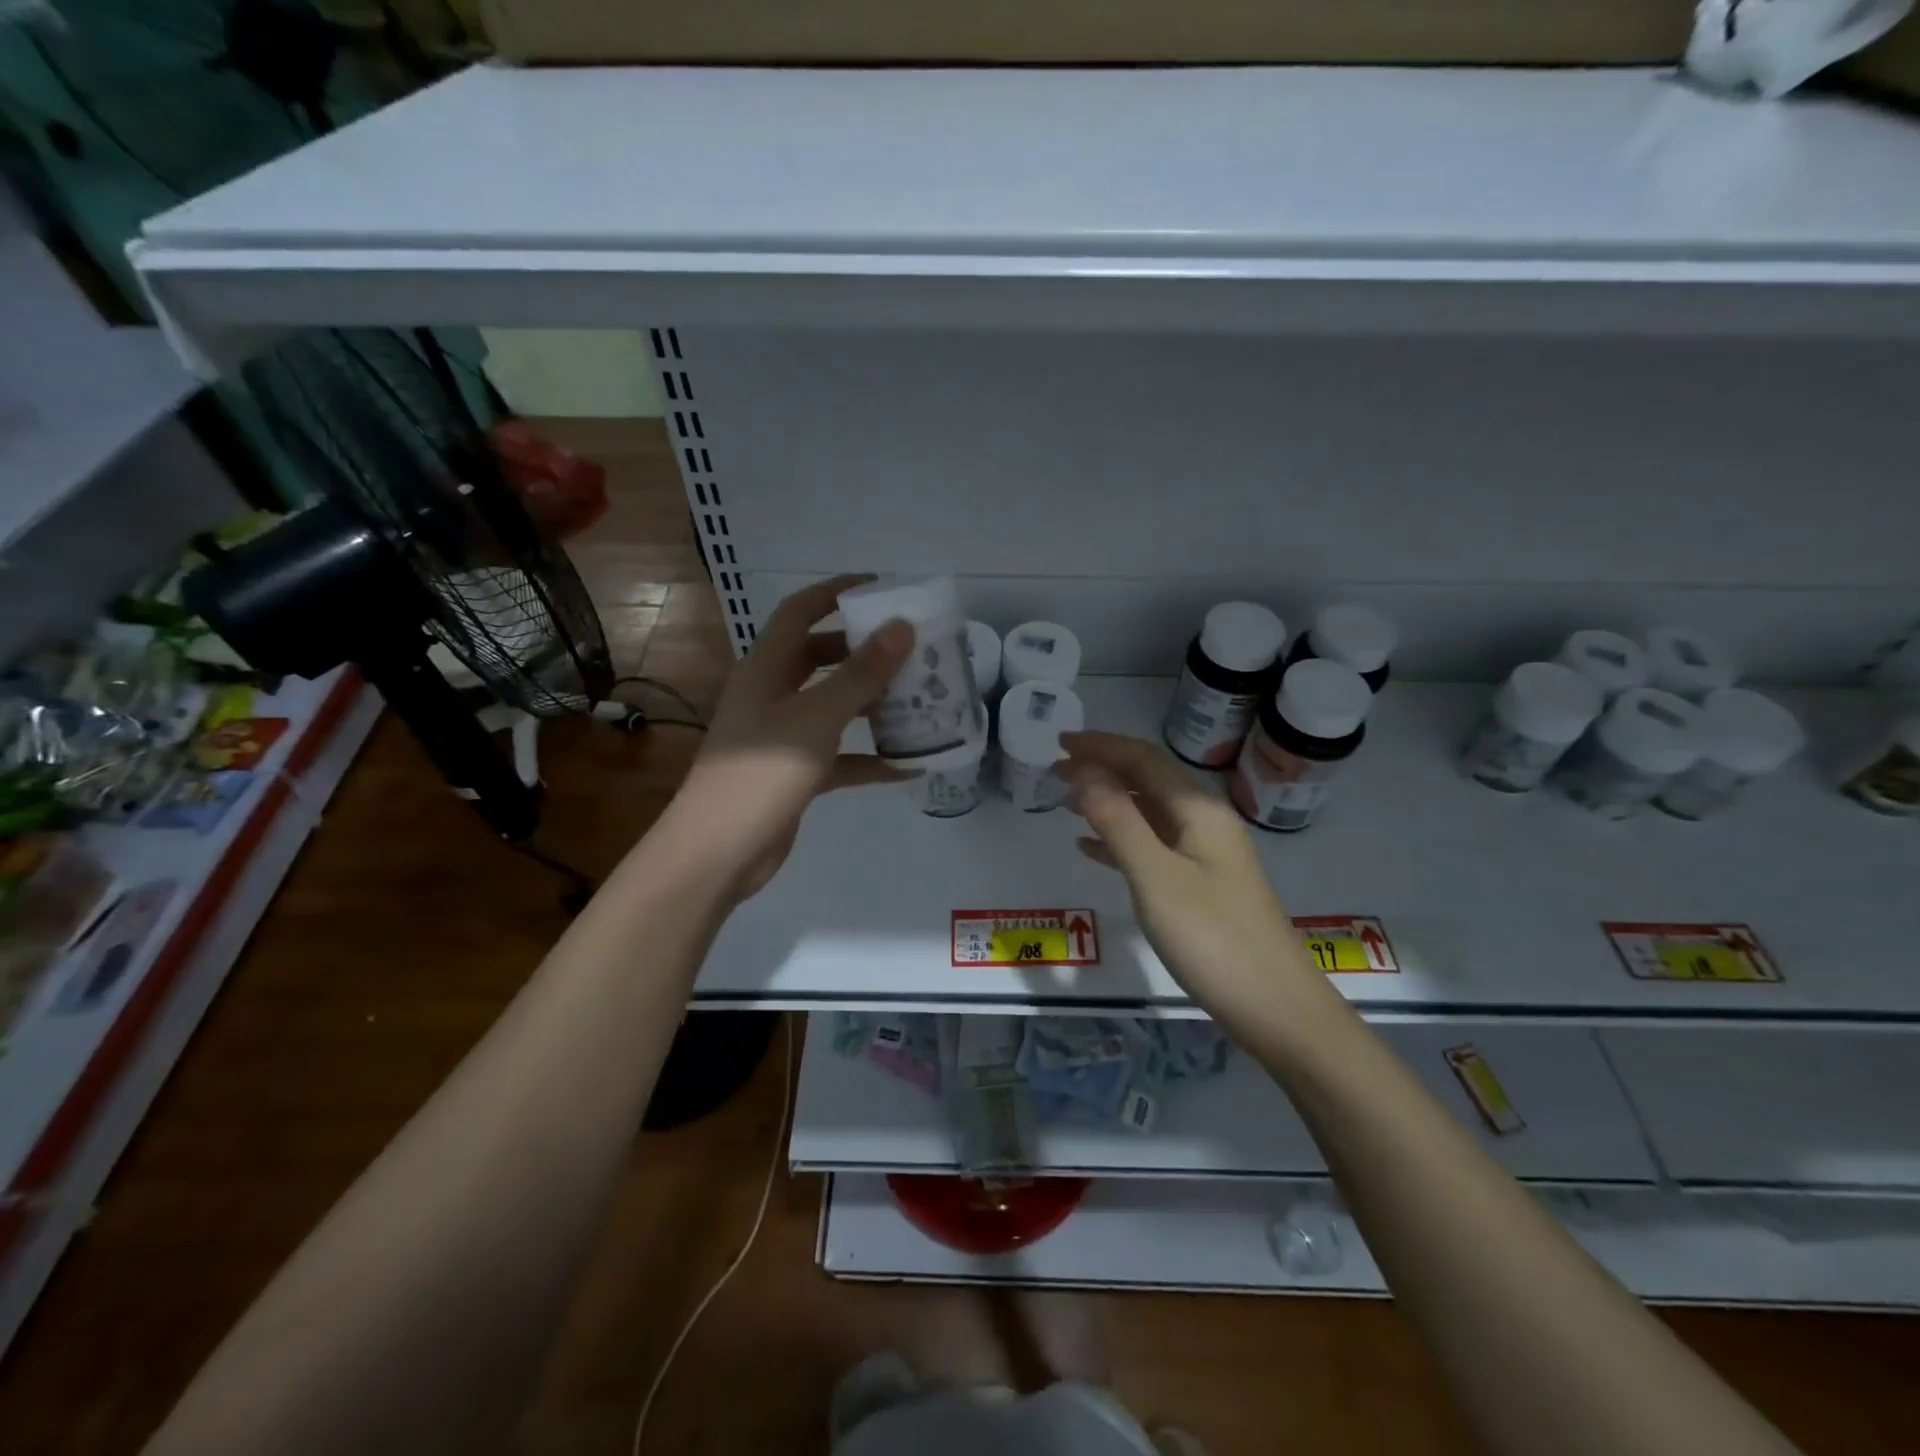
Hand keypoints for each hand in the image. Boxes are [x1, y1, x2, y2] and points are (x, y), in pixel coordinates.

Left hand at [668, 575, 913, 898]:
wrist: (719, 851)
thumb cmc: (764, 772)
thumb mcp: (817, 717)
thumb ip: (861, 674)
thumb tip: (901, 627)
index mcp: (766, 669)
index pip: (800, 612)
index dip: (836, 592)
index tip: (881, 587)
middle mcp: (771, 695)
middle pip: (819, 658)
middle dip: (862, 650)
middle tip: (908, 648)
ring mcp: (781, 736)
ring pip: (832, 707)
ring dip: (871, 703)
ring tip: (918, 698)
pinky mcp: (793, 774)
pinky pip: (838, 756)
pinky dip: (868, 758)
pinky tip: (908, 766)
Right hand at [1058, 732, 1317, 1026]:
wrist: (1275, 1007)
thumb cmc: (1212, 939)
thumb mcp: (1156, 878)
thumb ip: (1118, 822)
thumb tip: (1083, 773)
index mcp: (1198, 811)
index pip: (1143, 760)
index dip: (1101, 747)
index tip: (1059, 743)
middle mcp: (1205, 822)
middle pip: (1148, 780)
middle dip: (1103, 769)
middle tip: (1056, 771)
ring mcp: (1206, 855)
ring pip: (1149, 812)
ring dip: (1109, 801)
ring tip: (1067, 802)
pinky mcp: (1202, 885)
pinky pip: (1154, 845)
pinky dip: (1120, 839)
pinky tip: (1091, 849)